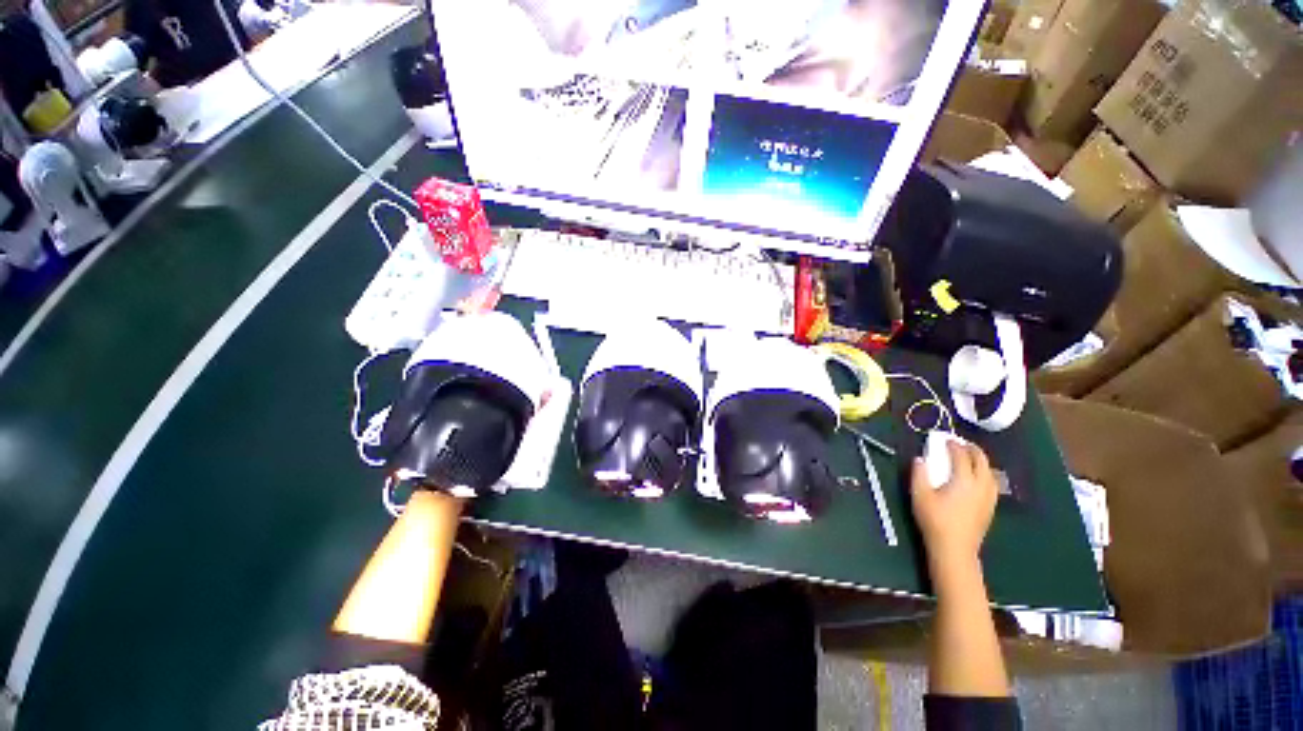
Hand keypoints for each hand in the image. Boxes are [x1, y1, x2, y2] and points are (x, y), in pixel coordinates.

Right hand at [911, 441, 998, 566]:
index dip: (953, 445)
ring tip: (969, 458)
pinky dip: (985, 473)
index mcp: (964, 480)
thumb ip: (919, 474)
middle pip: (981, 461)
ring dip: (980, 461)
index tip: (945, 439)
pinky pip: (992, 483)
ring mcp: (988, 497)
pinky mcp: (990, 507)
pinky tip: (977, 478)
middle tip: (960, 444)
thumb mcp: (920, 495)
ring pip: (990, 472)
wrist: (955, 548)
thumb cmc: (935, 520)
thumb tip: (920, 459)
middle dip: (971, 449)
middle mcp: (980, 485)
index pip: (961, 456)